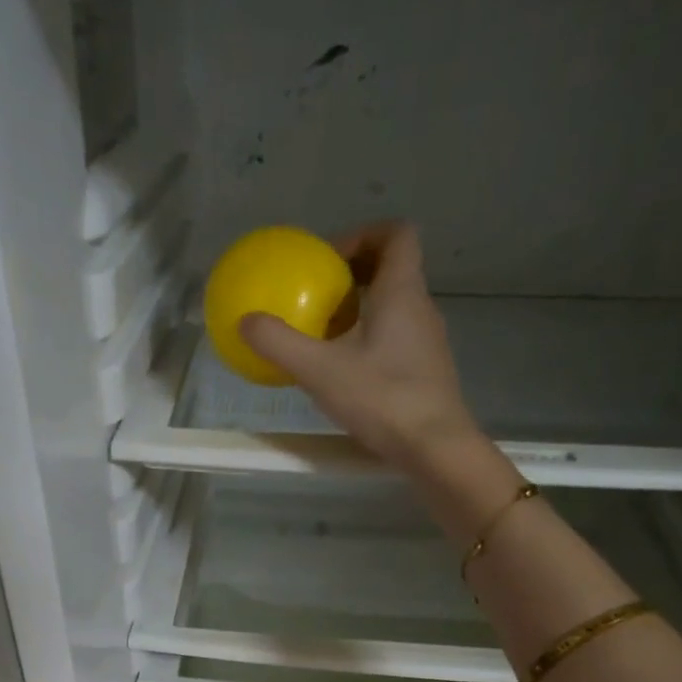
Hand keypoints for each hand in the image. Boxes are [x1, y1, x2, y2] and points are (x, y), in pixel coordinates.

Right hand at [238, 221, 482, 470]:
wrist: (435, 447)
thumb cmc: (382, 399)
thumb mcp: (320, 371)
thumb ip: (280, 343)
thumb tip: (245, 322)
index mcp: (402, 291)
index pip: (396, 234)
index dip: (363, 234)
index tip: (329, 259)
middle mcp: (421, 308)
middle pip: (393, 269)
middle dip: (354, 274)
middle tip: (318, 296)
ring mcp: (427, 342)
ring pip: (395, 307)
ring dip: (362, 310)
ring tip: (325, 335)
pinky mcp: (426, 372)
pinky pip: (396, 339)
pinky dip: (370, 341)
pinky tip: (344, 371)